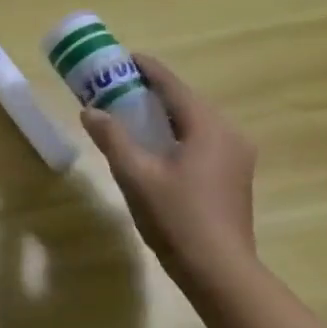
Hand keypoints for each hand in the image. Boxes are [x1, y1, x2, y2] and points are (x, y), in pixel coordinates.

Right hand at [82, 54, 257, 294]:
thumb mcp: (135, 175)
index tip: (123, 57)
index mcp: (209, 127)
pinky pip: (202, 141)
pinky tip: (156, 145)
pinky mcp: (234, 177)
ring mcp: (237, 157)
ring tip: (132, 112)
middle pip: (186, 102)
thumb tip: (90, 111)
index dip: (147, 69)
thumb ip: (112, 138)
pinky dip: (176, 133)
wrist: (219, 270)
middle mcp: (229, 134)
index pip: (174, 86)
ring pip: (195, 123)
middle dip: (153, 91)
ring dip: (164, 114)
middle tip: (118, 86)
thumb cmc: (176, 217)